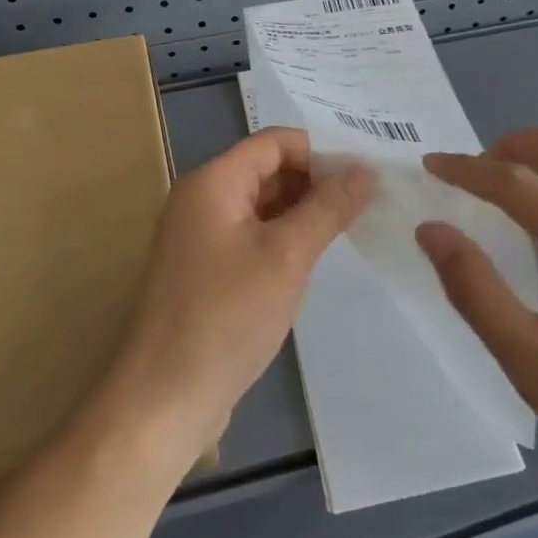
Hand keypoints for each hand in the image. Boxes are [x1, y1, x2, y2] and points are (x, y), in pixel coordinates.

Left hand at [101, 128, 371, 469]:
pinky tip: (318, 254)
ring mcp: (202, 236)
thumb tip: (364, 169)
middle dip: (316, 180)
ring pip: (262, 205)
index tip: (366, 171)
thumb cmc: (227, 315)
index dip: (320, 150)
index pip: (274, 142)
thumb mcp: (286, 255)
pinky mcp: (208, 270)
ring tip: (355, 223)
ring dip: (304, 210)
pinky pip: (253, 236)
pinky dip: (286, 237)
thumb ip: (327, 207)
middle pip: (268, 170)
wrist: (167, 395)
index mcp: (213, 182)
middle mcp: (202, 199)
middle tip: (370, 198)